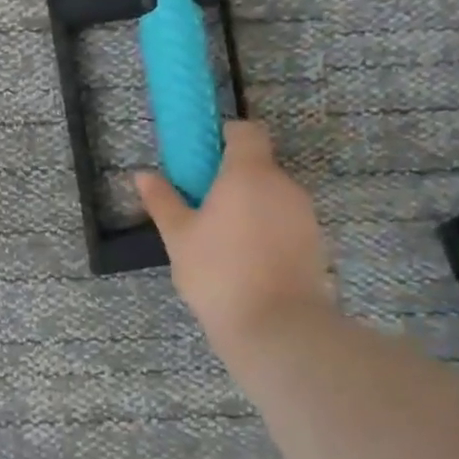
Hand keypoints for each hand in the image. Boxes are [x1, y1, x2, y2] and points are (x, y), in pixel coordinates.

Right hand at [136, 120, 334, 349]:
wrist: (276, 326)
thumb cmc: (217, 272)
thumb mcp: (178, 236)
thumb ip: (162, 200)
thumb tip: (142, 175)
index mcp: (248, 173)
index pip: (246, 131)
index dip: (225, 137)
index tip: (202, 159)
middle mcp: (283, 185)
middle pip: (258, 165)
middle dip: (231, 179)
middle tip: (201, 207)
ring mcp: (304, 214)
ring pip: (272, 196)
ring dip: (249, 206)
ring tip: (221, 240)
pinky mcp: (315, 242)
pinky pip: (285, 222)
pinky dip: (266, 230)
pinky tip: (245, 260)